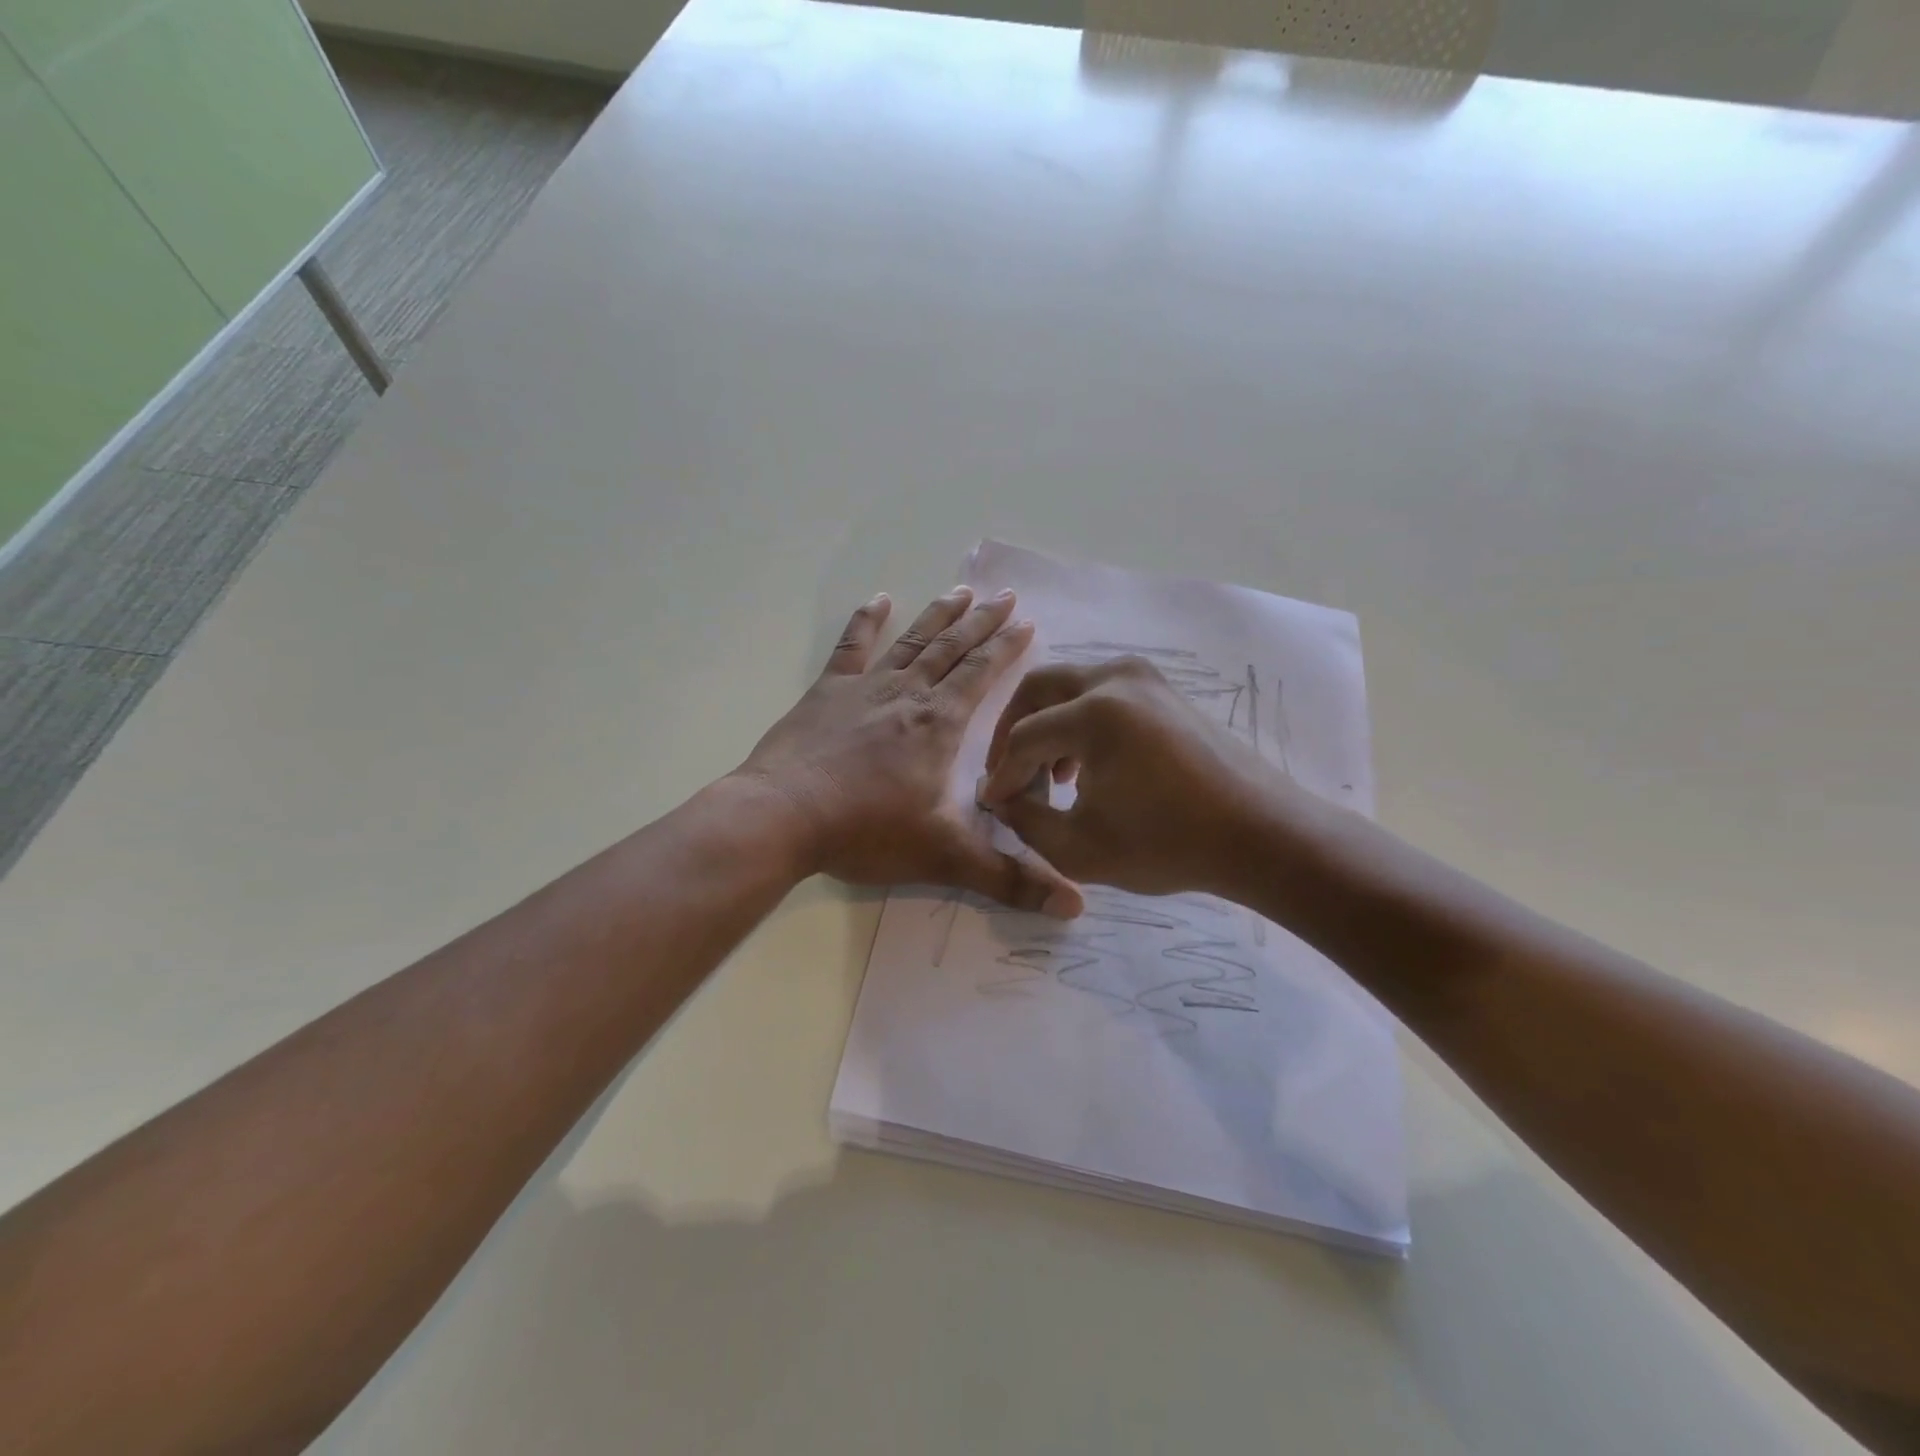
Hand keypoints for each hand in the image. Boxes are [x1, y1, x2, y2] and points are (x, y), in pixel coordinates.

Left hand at [735, 587, 1081, 915]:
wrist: (782, 818)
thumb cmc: (865, 832)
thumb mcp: (944, 858)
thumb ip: (1009, 880)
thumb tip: (1075, 908)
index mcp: (939, 725)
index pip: (981, 676)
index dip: (1006, 649)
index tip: (1027, 622)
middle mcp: (908, 696)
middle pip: (952, 649)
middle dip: (982, 623)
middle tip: (1005, 596)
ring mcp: (864, 689)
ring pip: (911, 642)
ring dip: (938, 615)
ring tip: (962, 591)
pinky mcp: (826, 693)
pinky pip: (850, 649)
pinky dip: (866, 622)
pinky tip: (878, 599)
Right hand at [975, 656, 1283, 897]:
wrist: (1260, 835)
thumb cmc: (1169, 845)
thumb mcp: (1079, 848)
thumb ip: (1026, 821)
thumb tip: (1004, 798)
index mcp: (1095, 712)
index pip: (1023, 737)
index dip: (1002, 775)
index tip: (992, 805)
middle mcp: (1117, 678)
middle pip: (1039, 688)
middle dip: (1012, 731)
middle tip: (1006, 773)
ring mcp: (1146, 678)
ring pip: (1071, 687)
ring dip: (1047, 725)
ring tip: (1048, 777)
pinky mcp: (1164, 690)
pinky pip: (1104, 693)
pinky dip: (1080, 721)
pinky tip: (1086, 767)